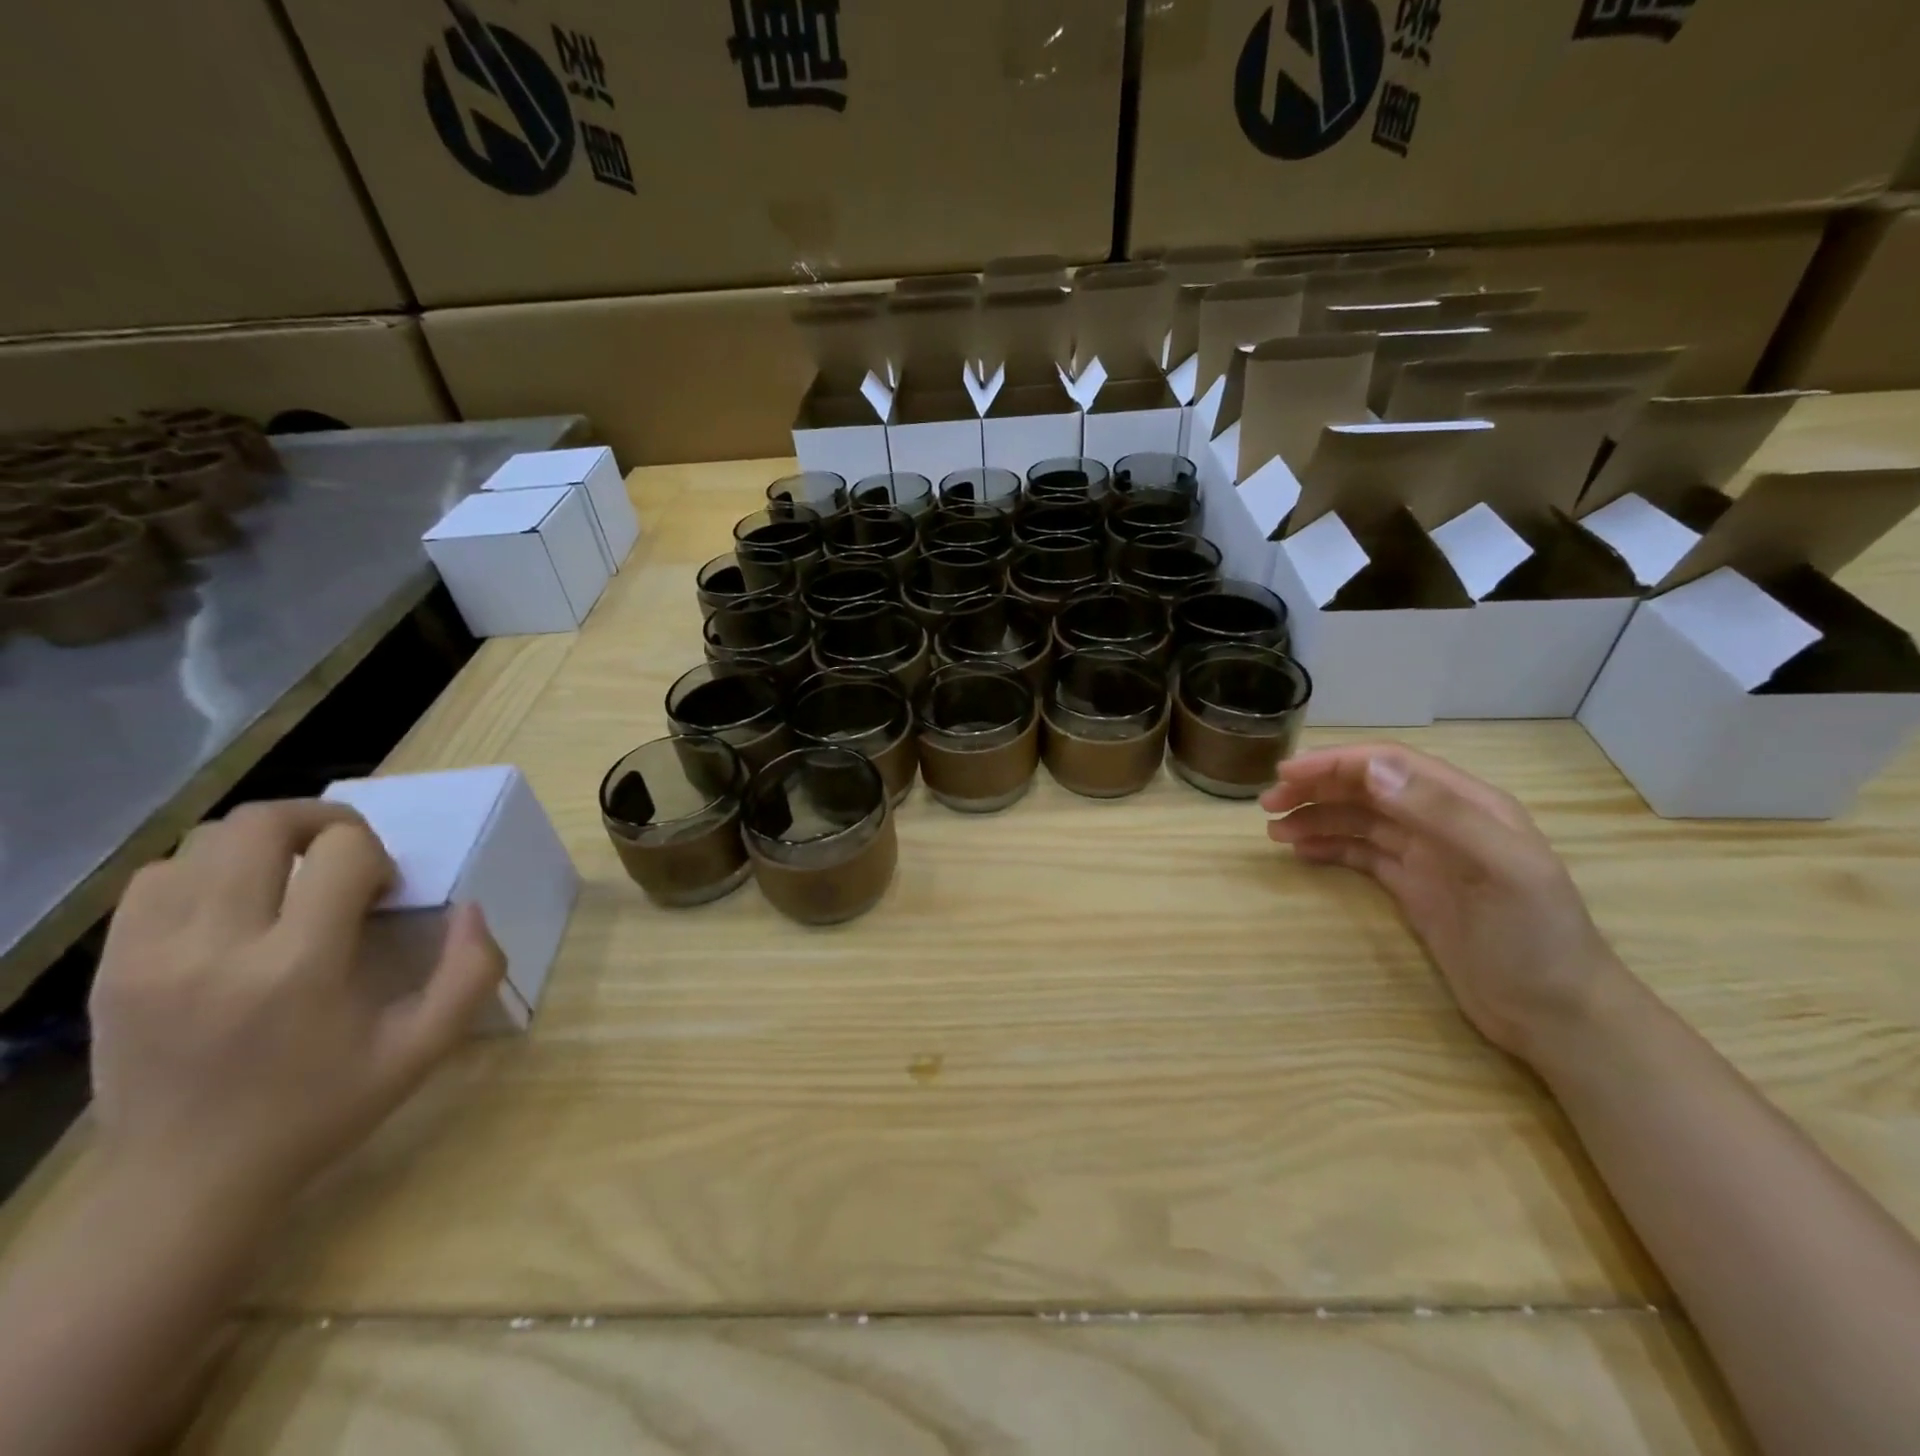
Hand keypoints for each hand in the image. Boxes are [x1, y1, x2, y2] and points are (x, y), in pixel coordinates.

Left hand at [89, 800, 505, 1213]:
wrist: (186, 1184)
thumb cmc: (320, 1110)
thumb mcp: (424, 1049)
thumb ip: (471, 972)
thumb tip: (471, 907)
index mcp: (298, 967)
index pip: (343, 851)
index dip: (378, 857)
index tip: (381, 897)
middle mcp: (216, 947)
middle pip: (263, 823)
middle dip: (323, 822)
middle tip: (347, 857)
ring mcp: (150, 955)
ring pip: (205, 842)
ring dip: (264, 845)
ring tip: (291, 880)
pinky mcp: (112, 968)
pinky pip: (155, 879)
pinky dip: (203, 872)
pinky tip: (234, 907)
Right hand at [1261, 745, 1625, 1063]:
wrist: (1556, 1016)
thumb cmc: (1534, 938)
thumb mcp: (1502, 870)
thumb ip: (1440, 814)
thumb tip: (1372, 770)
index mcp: (1469, 804)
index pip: (1390, 764)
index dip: (1337, 763)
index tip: (1286, 772)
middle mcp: (1444, 821)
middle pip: (1368, 788)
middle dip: (1317, 788)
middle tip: (1268, 803)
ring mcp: (1427, 856)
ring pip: (1359, 820)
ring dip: (1316, 818)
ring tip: (1274, 831)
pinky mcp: (1414, 888)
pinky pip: (1362, 854)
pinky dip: (1329, 847)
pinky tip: (1302, 853)